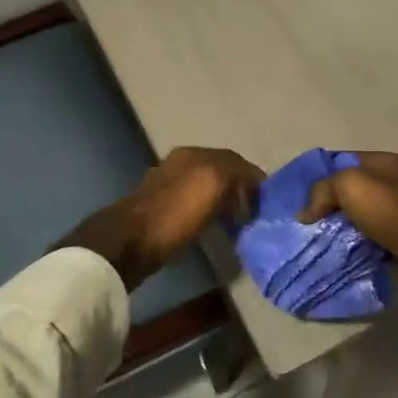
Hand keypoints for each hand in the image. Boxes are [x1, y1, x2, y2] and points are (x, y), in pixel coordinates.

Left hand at [57, 146, 264, 289]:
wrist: (129, 243)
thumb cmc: (175, 214)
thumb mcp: (213, 184)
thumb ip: (236, 174)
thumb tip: (251, 182)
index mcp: (194, 154)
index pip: (235, 160)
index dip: (253, 179)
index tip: (267, 201)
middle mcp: (180, 163)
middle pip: (221, 172)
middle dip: (240, 189)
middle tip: (254, 213)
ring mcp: (168, 185)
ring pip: (207, 188)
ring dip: (224, 202)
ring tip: (237, 222)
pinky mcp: (160, 210)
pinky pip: (195, 205)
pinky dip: (209, 212)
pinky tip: (214, 226)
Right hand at [297, 152, 397, 303]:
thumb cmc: (392, 211)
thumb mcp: (350, 186)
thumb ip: (323, 190)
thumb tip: (306, 213)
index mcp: (382, 162)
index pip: (340, 161)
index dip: (319, 176)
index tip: (299, 198)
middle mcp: (390, 182)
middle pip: (348, 190)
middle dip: (326, 205)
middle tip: (305, 223)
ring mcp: (396, 210)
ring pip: (356, 216)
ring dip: (338, 228)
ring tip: (316, 241)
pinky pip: (367, 237)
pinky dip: (353, 244)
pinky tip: (337, 253)